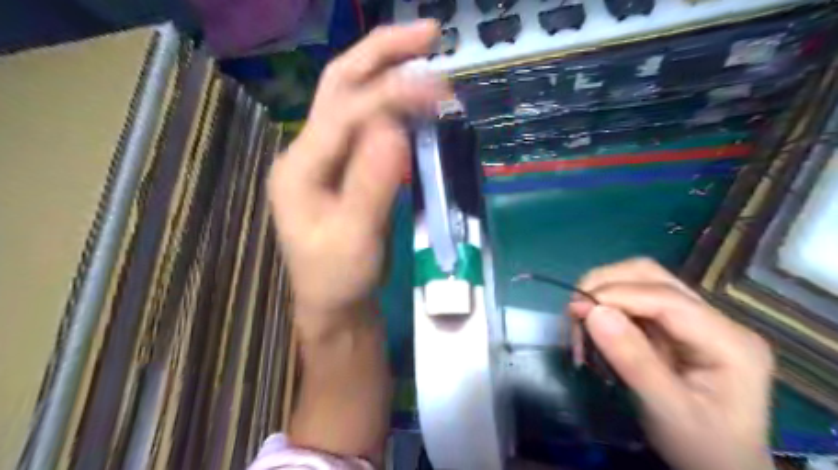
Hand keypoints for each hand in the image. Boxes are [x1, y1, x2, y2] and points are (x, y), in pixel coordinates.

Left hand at [269, 21, 451, 336]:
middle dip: (382, 54)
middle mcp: (307, 151)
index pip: (346, 112)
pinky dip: (395, 107)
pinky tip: (417, 103)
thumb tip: (395, 129)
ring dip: (390, 74)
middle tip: (429, 34)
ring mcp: (326, 158)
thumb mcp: (355, 239)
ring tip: (428, 60)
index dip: (392, 92)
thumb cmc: (338, 277)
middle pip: (341, 85)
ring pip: (354, 100)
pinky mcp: (346, 168)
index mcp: (300, 167)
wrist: (333, 302)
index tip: (438, 85)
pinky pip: (368, 127)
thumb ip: (371, 183)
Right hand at [571, 259, 770, 468]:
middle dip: (607, 285)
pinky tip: (596, 328)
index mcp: (729, 341)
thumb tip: (593, 312)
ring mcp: (696, 320)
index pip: (666, 298)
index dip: (617, 295)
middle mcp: (716, 320)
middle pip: (653, 276)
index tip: (577, 309)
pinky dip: (608, 307)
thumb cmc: (702, 447)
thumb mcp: (668, 411)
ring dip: (605, 293)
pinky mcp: (676, 326)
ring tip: (582, 320)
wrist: (722, 467)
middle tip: (576, 311)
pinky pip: (635, 301)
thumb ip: (633, 361)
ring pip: (641, 281)